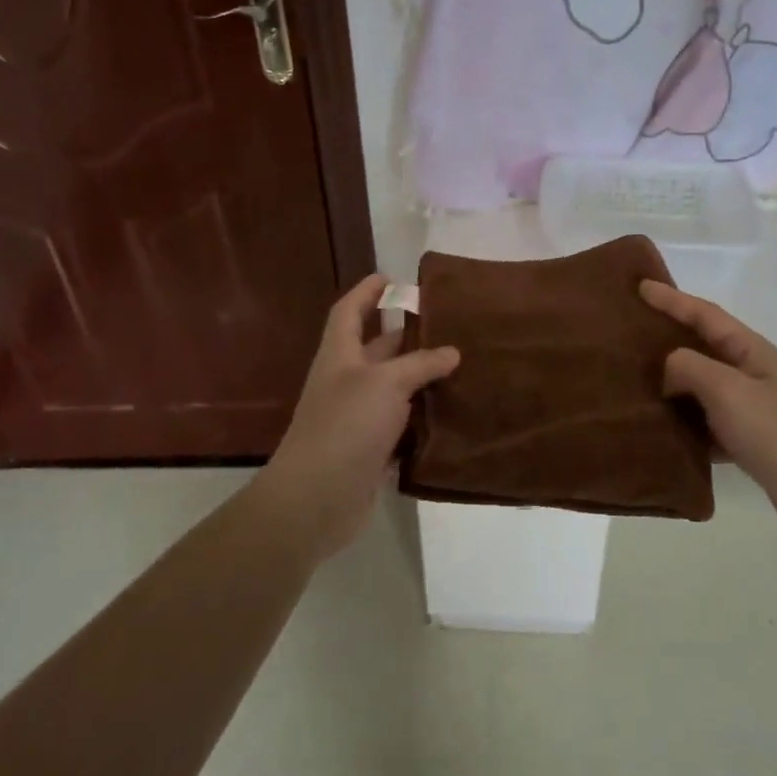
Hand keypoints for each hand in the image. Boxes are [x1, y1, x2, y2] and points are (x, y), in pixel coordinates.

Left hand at [259, 273, 459, 560]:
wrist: (317, 498)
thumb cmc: (346, 425)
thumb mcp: (385, 383)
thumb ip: (420, 364)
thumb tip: (452, 352)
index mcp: (339, 355)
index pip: (349, 311)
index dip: (366, 292)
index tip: (391, 277)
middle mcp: (346, 381)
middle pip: (376, 348)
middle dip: (405, 334)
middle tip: (445, 324)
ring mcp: (357, 417)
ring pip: (393, 387)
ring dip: (420, 377)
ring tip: (459, 364)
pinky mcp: (371, 448)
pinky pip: (401, 423)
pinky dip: (422, 416)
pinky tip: (450, 412)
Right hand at [640, 280, 776, 541]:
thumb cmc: (775, 431)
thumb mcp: (727, 389)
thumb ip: (689, 367)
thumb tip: (668, 369)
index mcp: (749, 350)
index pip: (704, 314)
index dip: (672, 299)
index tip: (640, 287)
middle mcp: (749, 372)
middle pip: (701, 346)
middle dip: (668, 336)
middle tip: (630, 331)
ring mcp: (749, 406)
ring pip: (700, 386)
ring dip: (671, 382)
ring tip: (634, 380)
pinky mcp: (746, 439)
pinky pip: (704, 421)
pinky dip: (683, 422)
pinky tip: (658, 428)